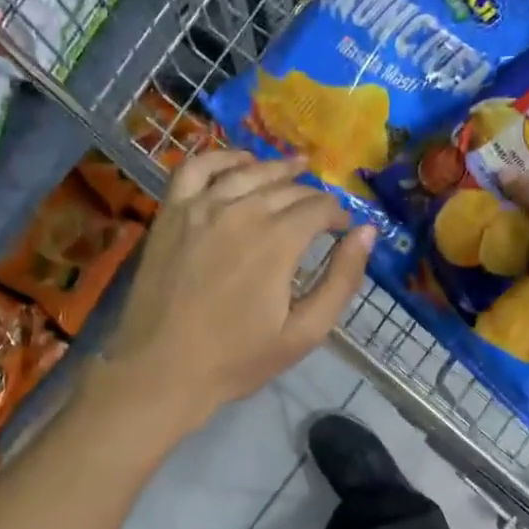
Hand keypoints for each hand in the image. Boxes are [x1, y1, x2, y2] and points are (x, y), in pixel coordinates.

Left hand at [95, 150, 373, 436]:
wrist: (162, 370)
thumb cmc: (237, 359)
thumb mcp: (304, 332)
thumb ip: (341, 280)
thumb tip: (366, 233)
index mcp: (277, 241)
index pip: (319, 207)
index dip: (338, 215)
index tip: (343, 230)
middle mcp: (241, 211)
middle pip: (287, 188)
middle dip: (312, 196)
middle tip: (321, 210)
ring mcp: (200, 207)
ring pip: (247, 171)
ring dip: (276, 168)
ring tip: (295, 167)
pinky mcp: (170, 213)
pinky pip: (196, 168)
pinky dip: (221, 157)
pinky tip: (238, 161)